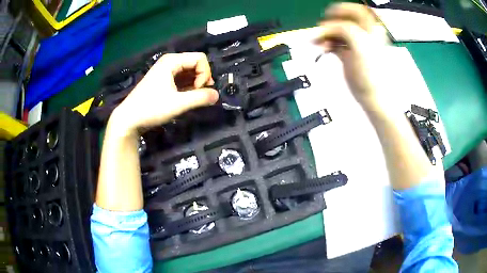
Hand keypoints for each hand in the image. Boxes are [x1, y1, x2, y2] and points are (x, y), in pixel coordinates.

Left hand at [109, 52, 218, 135]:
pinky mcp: (163, 80)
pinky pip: (181, 78)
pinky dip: (187, 87)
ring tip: (192, 98)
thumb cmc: (151, 108)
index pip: (200, 58)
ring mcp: (165, 70)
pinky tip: (185, 98)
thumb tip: (217, 95)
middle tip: (198, 95)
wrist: (129, 119)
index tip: (198, 90)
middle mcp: (169, 62)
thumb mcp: (178, 104)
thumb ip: (200, 98)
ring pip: (189, 72)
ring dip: (195, 84)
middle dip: (201, 78)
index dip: (205, 74)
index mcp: (172, 61)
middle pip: (195, 63)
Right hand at [315, 3, 391, 109]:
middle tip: (321, 30)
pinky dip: (328, 43)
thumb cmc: (371, 73)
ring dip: (327, 34)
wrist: (375, 98)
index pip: (356, 10)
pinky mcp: (351, 55)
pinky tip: (323, 48)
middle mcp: (365, 34)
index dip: (342, 9)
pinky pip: (337, 43)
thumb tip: (327, 27)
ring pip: (339, 31)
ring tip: (318, 42)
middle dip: (330, 23)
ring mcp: (357, 45)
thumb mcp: (360, 43)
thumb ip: (344, 28)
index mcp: (371, 30)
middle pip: (345, 19)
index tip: (328, 15)